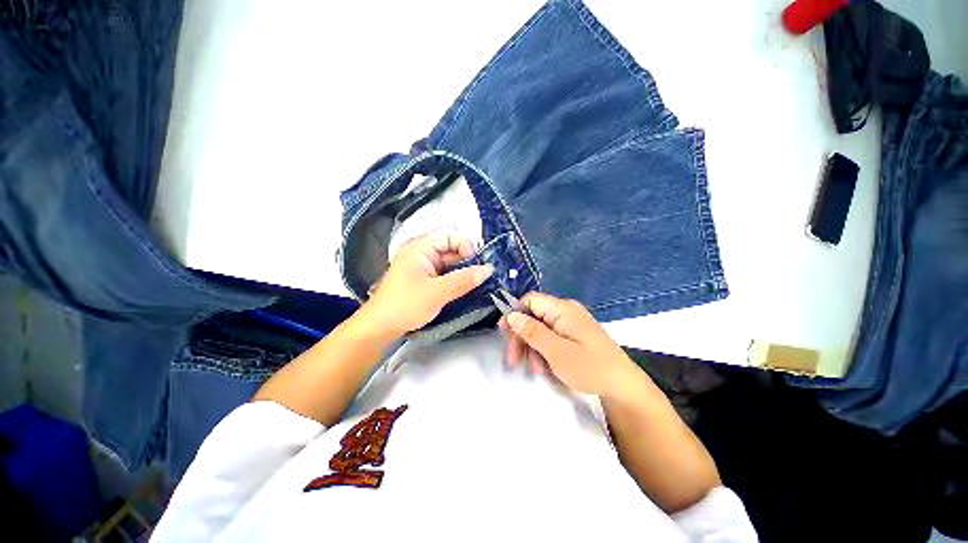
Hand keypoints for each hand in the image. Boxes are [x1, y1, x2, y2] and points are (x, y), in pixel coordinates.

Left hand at [360, 228, 493, 335]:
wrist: (380, 328)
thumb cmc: (405, 305)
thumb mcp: (437, 293)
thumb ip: (464, 280)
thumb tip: (489, 269)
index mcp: (420, 247)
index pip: (450, 234)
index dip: (466, 245)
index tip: (477, 265)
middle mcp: (422, 252)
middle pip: (451, 247)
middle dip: (467, 260)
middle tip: (481, 276)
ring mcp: (424, 265)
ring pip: (450, 261)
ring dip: (463, 271)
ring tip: (476, 283)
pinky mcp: (425, 278)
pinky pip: (446, 273)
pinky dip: (456, 279)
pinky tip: (466, 288)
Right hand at [499, 293, 641, 398]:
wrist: (622, 386)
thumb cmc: (590, 367)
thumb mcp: (556, 351)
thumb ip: (532, 331)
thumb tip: (511, 315)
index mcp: (562, 309)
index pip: (530, 300)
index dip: (514, 313)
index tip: (503, 332)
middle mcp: (565, 311)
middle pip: (533, 316)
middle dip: (522, 336)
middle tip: (514, 359)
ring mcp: (570, 323)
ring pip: (540, 328)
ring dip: (532, 347)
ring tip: (535, 368)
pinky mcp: (573, 334)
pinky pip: (551, 336)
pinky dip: (544, 350)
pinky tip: (545, 366)